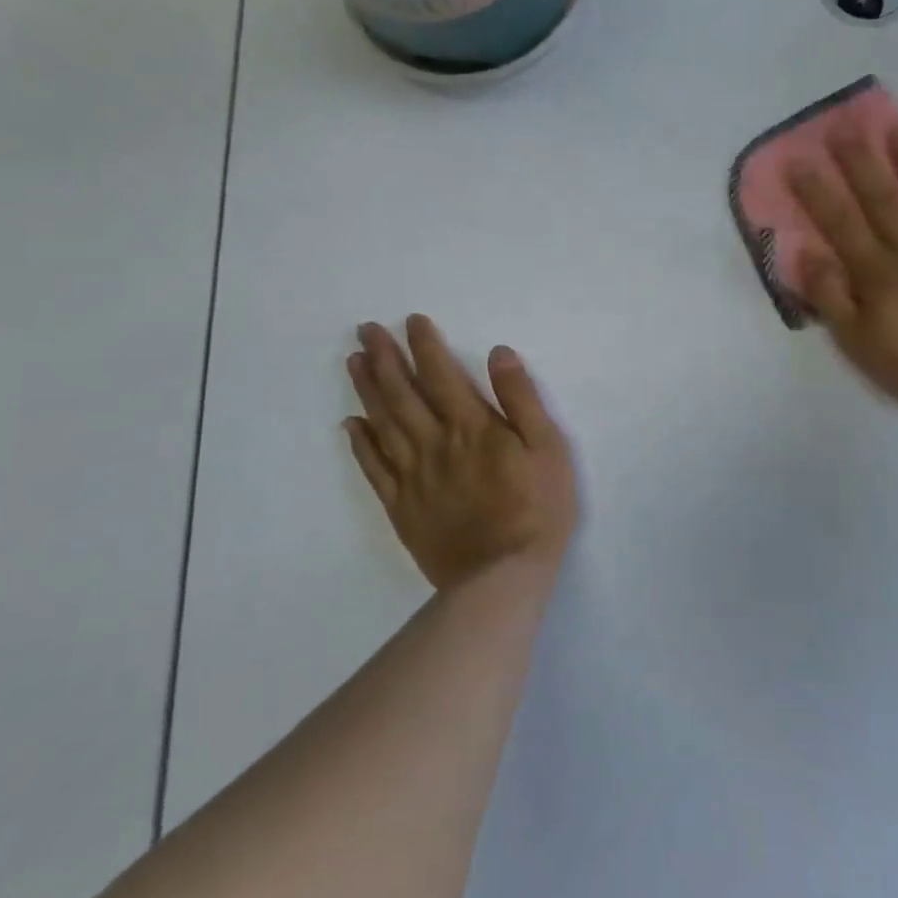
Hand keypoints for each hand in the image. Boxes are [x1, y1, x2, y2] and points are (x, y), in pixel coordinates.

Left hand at [344, 316, 576, 591]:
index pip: (441, 374)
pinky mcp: (402, 507)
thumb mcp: (547, 447)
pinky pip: (374, 469)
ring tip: (354, 362)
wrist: (502, 577)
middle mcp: (435, 443)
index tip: (411, 321)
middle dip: (384, 358)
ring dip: (367, 390)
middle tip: (365, 330)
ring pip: (383, 423)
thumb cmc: (537, 508)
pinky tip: (350, 425)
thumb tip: (499, 353)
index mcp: (471, 426)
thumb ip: (521, 399)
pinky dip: (360, 444)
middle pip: (402, 393)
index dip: (425, 345)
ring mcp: (413, 476)